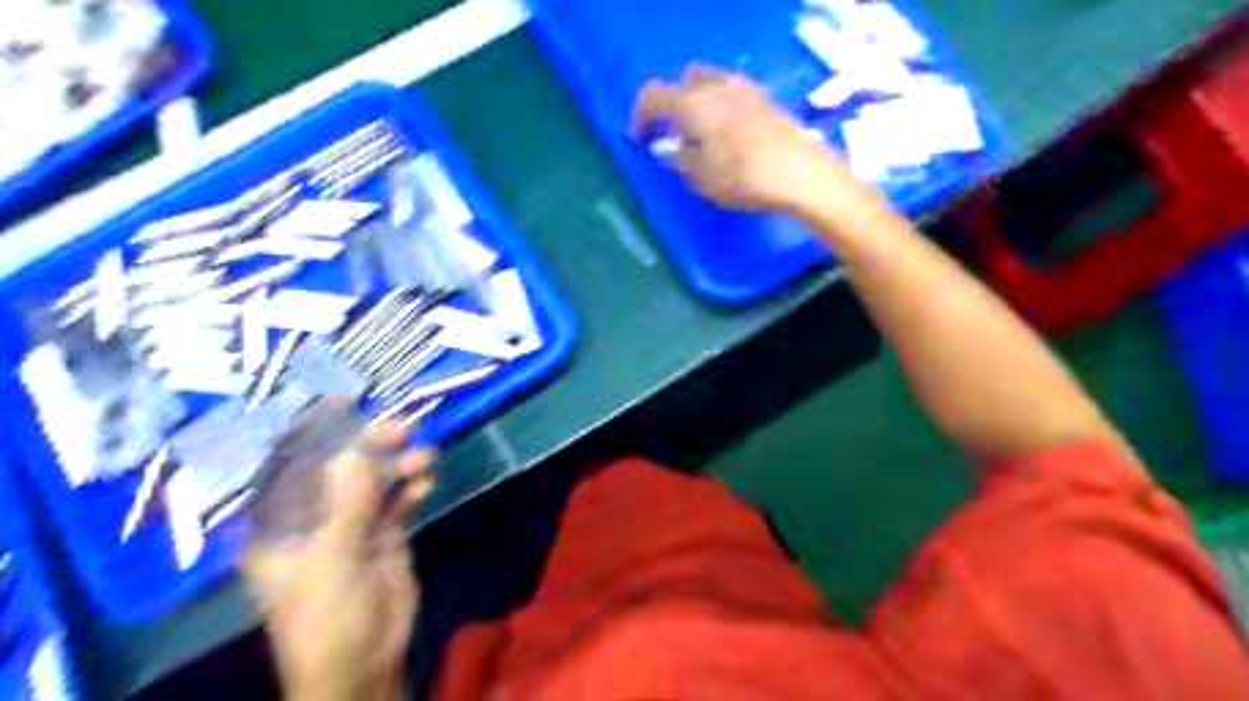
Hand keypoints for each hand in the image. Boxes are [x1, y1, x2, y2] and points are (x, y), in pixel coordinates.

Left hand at [245, 423, 436, 700]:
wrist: (365, 662)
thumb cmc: (327, 615)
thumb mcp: (332, 557)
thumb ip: (349, 501)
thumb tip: (360, 450)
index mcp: (282, 524)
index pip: (293, 467)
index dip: (316, 432)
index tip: (344, 402)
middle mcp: (315, 518)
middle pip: (342, 469)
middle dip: (371, 447)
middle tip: (403, 428)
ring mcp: (353, 526)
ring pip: (376, 482)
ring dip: (399, 466)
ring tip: (425, 458)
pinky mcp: (386, 535)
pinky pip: (399, 500)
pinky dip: (413, 487)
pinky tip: (426, 481)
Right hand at [629, 62, 880, 217]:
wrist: (801, 173)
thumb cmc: (744, 179)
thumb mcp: (701, 179)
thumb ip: (679, 160)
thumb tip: (670, 149)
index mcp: (693, 104)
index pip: (654, 96)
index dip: (640, 117)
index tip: (638, 140)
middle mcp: (717, 87)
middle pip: (683, 83)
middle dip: (672, 106)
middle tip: (672, 135)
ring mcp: (744, 89)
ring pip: (710, 84)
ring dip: (697, 104)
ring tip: (700, 135)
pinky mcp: (765, 99)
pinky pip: (731, 94)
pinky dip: (720, 107)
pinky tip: (728, 134)